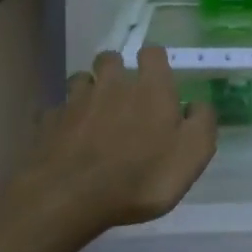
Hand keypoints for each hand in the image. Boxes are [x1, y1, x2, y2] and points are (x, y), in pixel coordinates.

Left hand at [21, 47, 217, 232]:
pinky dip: (62, 119)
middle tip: (122, 91)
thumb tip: (197, 105)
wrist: (71, 197)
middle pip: (110, 58)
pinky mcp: (48, 122)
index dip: (155, 61)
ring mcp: (76, 101)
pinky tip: (67, 137)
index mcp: (150, 88)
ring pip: (81, 79)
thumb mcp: (193, 154)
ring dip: (87, 89)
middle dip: (116, 68)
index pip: (153, 53)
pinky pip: (56, 110)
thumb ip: (202, 123)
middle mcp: (112, 84)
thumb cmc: (141, 176)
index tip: (158, 75)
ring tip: (93, 111)